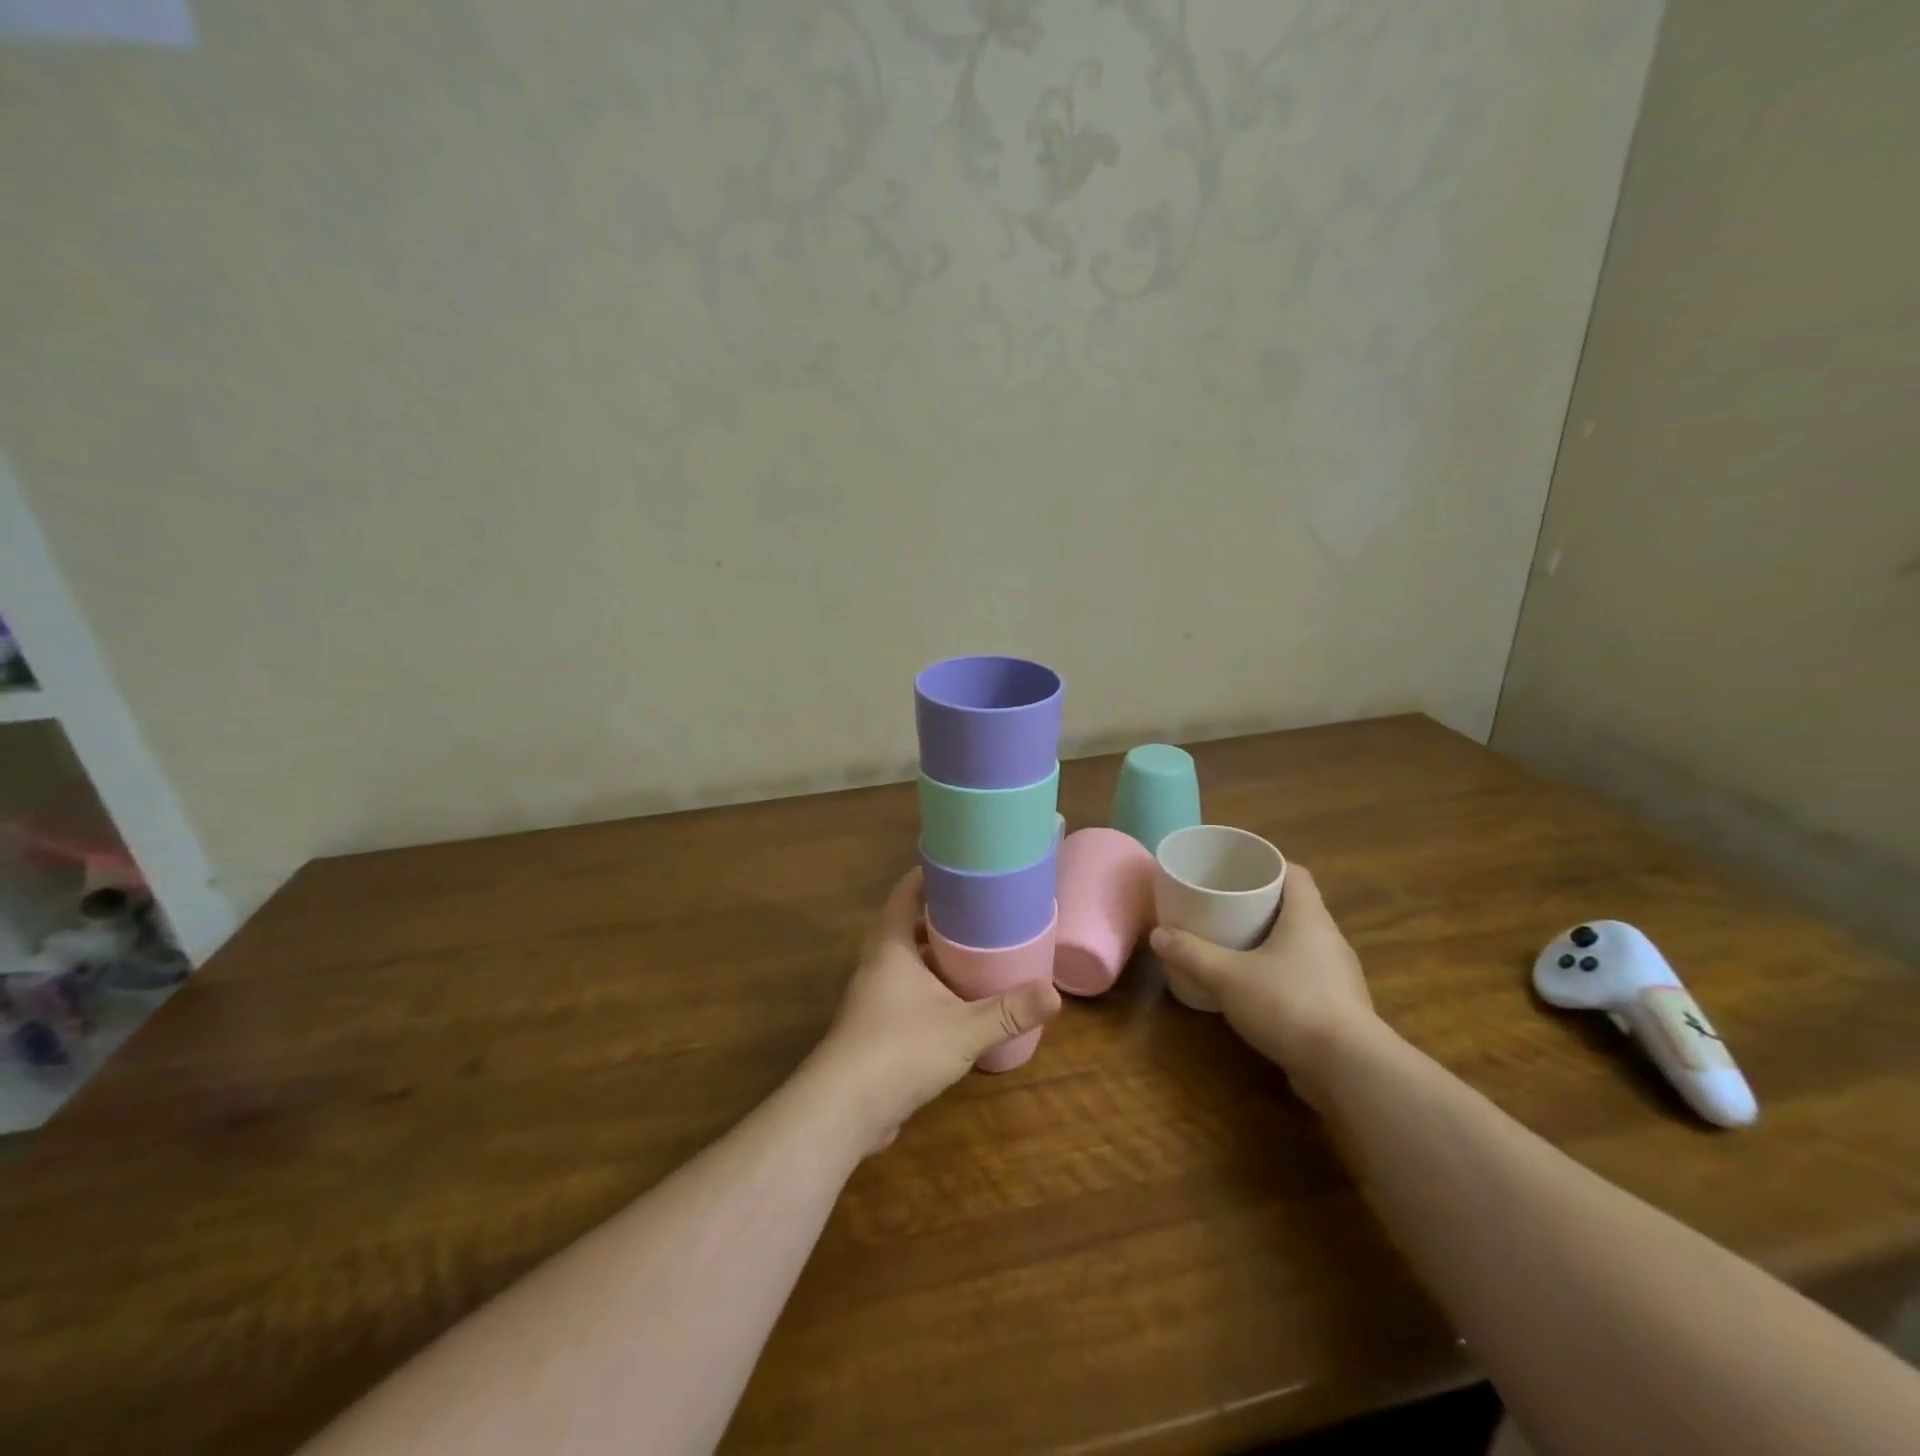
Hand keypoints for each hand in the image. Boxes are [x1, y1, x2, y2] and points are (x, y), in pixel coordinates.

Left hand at [815, 868, 1060, 1153]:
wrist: (843, 1110)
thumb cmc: (900, 1050)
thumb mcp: (964, 1028)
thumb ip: (1009, 1011)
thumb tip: (1054, 994)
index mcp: (891, 947)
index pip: (904, 894)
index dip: (927, 875)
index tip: (959, 866)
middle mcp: (878, 964)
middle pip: (907, 926)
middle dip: (940, 917)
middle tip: (979, 911)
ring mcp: (872, 997)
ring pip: (906, 962)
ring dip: (935, 955)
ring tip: (975, 952)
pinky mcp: (874, 1028)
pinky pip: (905, 992)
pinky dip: (930, 988)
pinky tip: (957, 1003)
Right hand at [1149, 865, 1376, 1109]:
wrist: (1348, 1069)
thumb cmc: (1288, 1004)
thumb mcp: (1227, 977)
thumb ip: (1191, 954)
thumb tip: (1158, 934)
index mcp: (1308, 918)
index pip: (1295, 873)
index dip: (1269, 864)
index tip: (1239, 868)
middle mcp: (1330, 939)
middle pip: (1297, 907)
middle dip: (1263, 904)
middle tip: (1226, 904)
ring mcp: (1339, 975)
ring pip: (1303, 943)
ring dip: (1273, 940)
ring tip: (1237, 944)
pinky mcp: (1341, 1007)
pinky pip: (1308, 975)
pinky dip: (1283, 972)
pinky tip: (1259, 988)